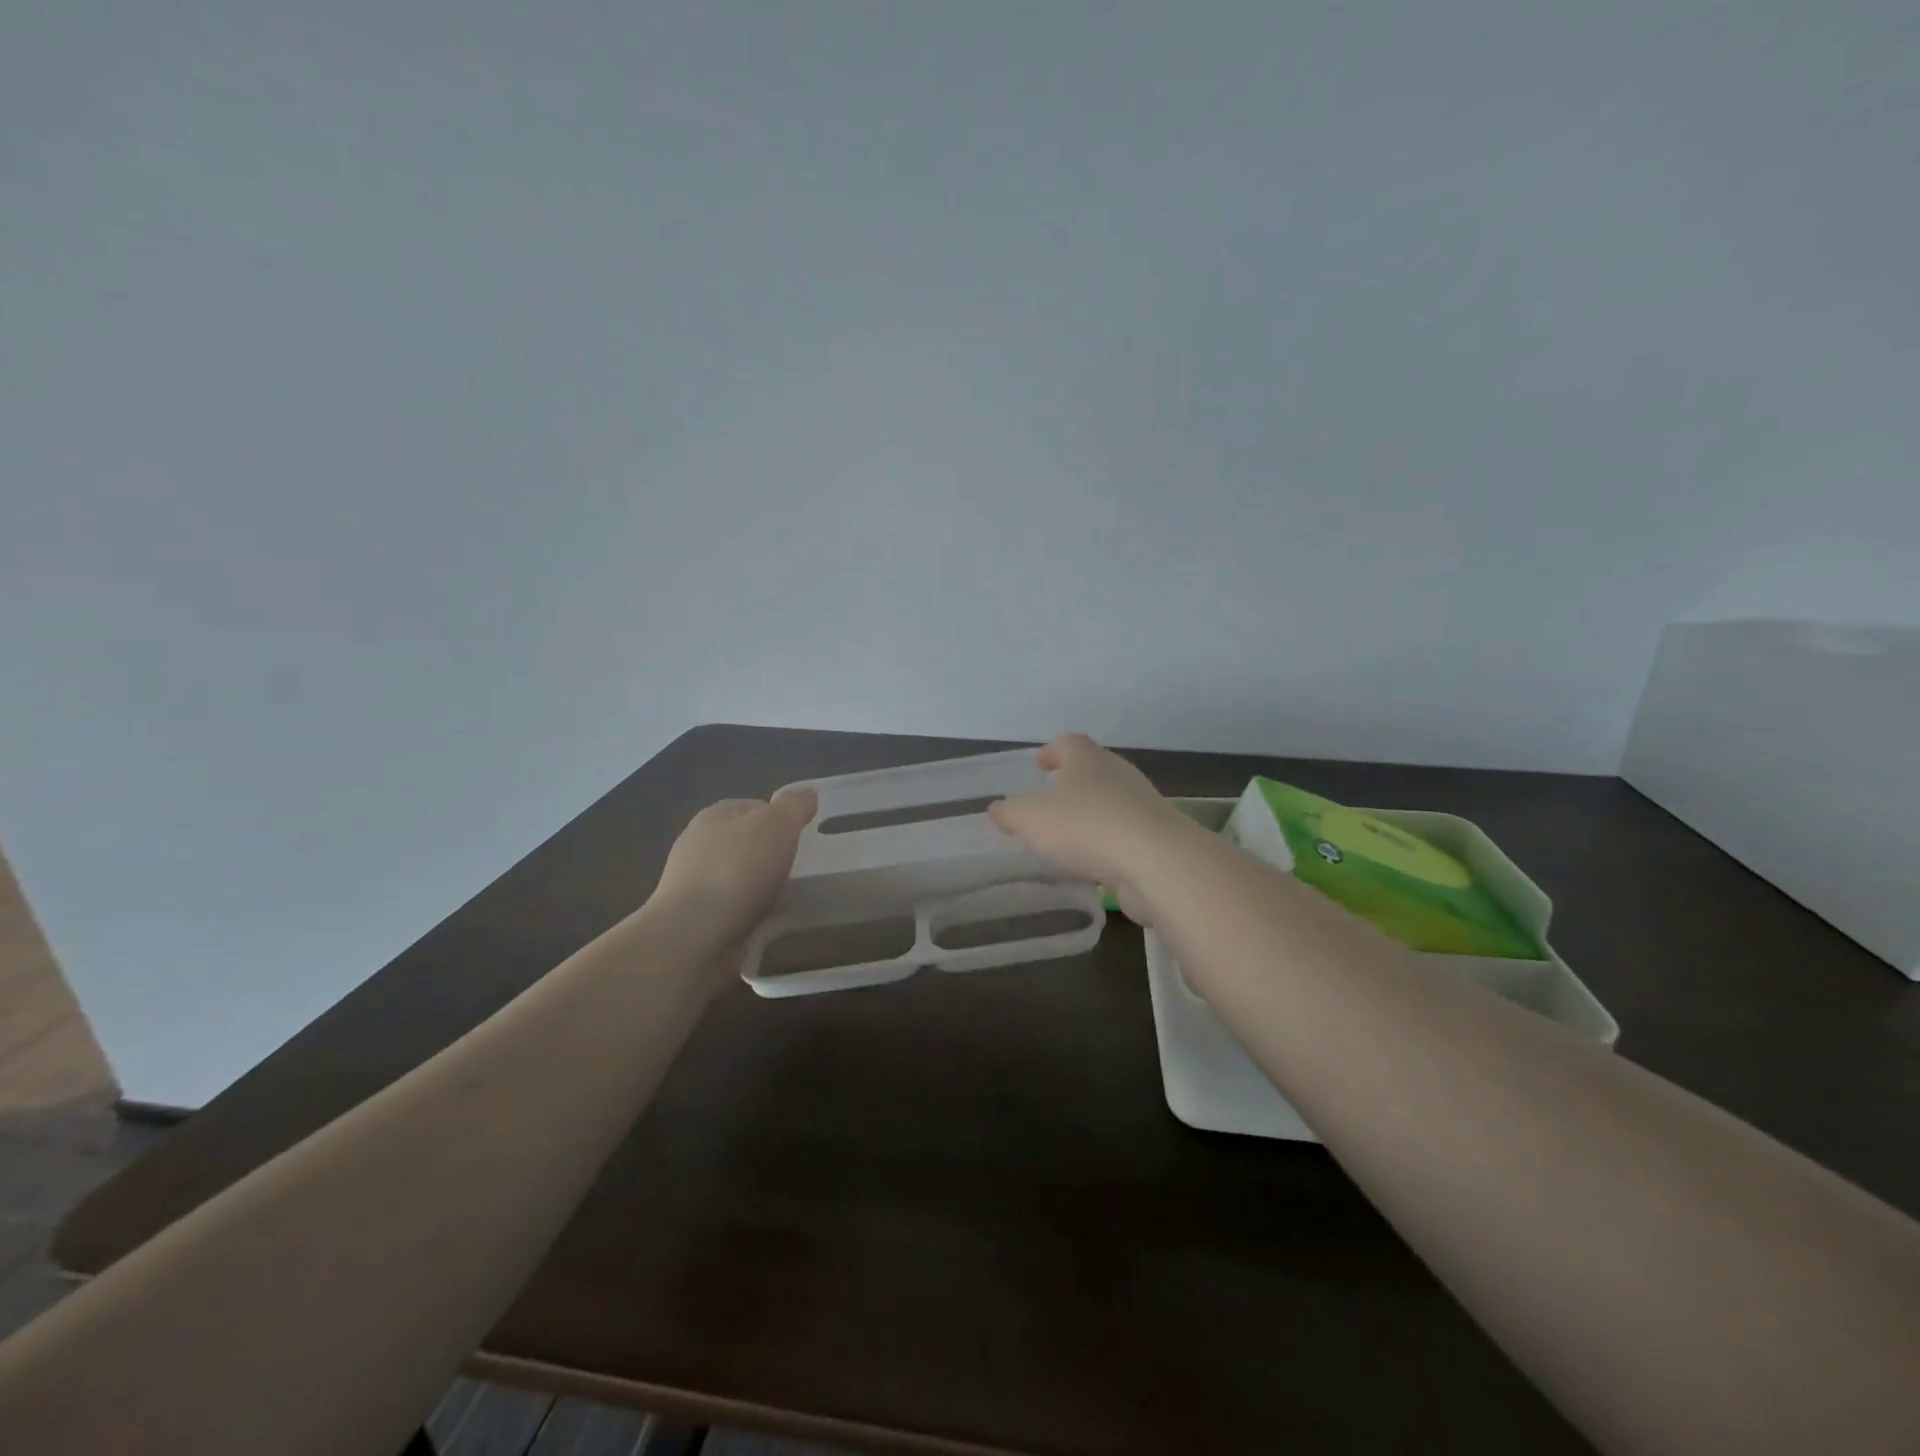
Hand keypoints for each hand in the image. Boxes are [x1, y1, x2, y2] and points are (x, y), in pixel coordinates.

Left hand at [652, 788, 817, 941]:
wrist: (694, 937)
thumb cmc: (737, 870)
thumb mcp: (776, 825)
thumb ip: (794, 807)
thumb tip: (806, 794)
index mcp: (713, 816)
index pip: (753, 807)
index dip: (780, 817)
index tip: (804, 836)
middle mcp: (698, 846)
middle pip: (746, 843)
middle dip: (772, 854)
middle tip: (804, 867)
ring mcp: (694, 886)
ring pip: (740, 878)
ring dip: (762, 887)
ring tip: (793, 898)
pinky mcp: (697, 921)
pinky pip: (735, 910)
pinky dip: (753, 915)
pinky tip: (771, 923)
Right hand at [988, 733, 1195, 925]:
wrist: (1155, 860)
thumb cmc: (1085, 825)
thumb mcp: (1031, 819)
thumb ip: (1010, 813)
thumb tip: (996, 808)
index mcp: (1087, 758)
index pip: (1068, 744)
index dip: (1051, 752)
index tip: (1038, 765)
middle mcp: (1117, 773)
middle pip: (1092, 771)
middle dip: (1071, 784)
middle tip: (1050, 801)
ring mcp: (1141, 805)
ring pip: (1109, 803)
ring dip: (1090, 816)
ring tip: (1067, 837)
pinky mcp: (1156, 838)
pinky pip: (1123, 835)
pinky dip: (1106, 844)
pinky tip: (1092, 864)